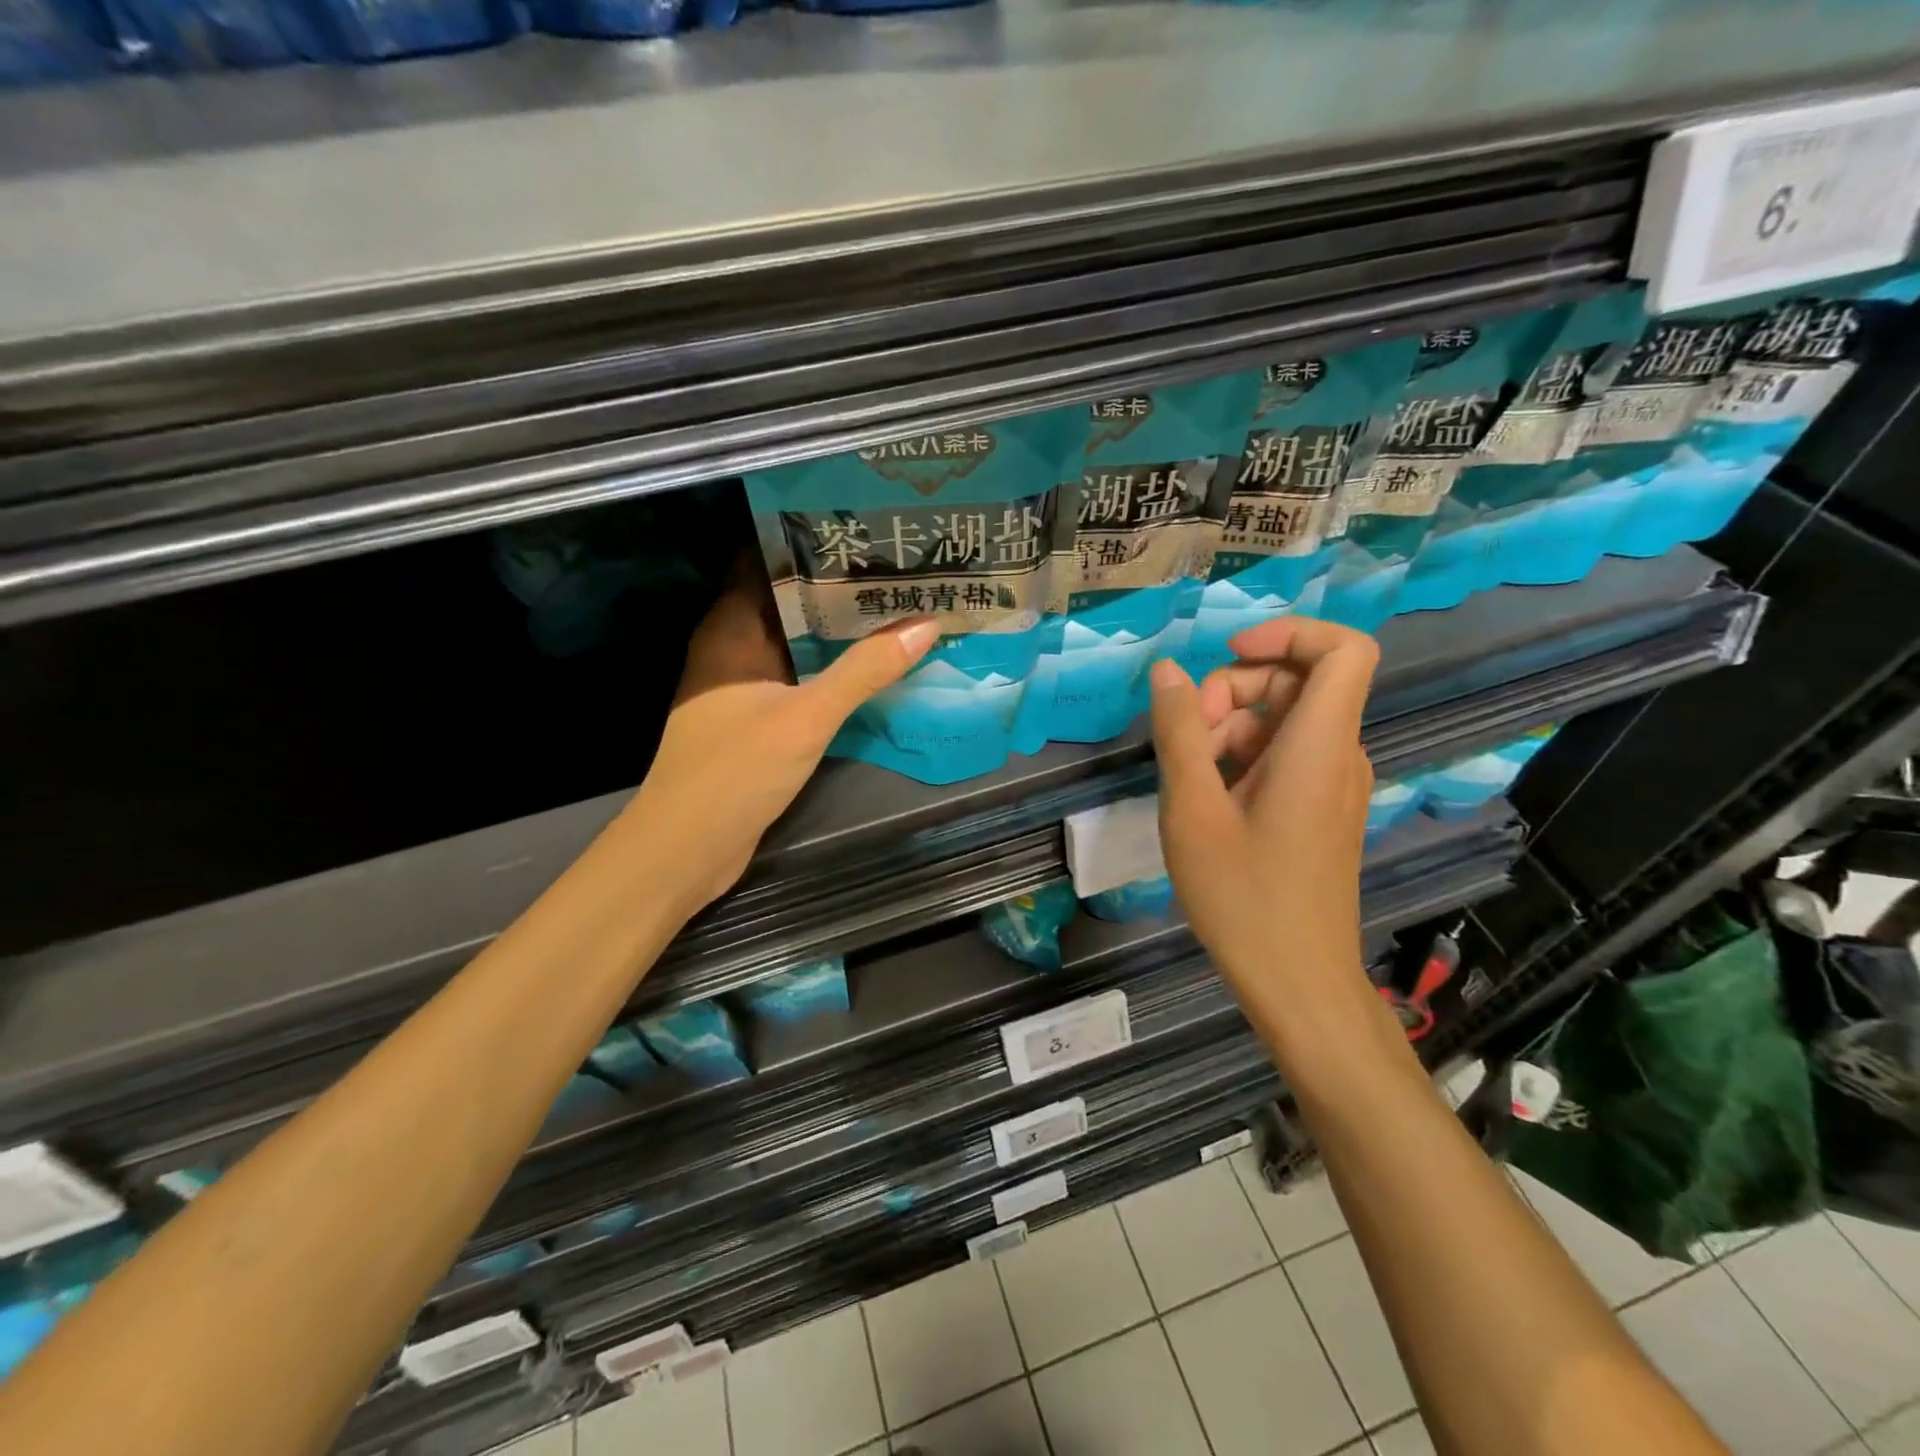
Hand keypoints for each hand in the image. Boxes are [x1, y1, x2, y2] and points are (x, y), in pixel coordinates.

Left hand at [624, 575, 935, 914]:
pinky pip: (798, 680)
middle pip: (788, 603)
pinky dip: (830, 671)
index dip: (811, 545)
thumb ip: (864, 670)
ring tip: (897, 609)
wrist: (687, 848)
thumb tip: (926, 624)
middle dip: (838, 589)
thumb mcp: (807, 716)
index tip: (863, 534)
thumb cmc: (736, 770)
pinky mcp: (755, 720)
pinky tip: (872, 668)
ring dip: (838, 633)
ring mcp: (743, 687)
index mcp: (730, 630)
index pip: (767, 563)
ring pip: (797, 644)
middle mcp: (732, 649)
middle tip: (898, 570)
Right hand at [1149, 617, 1378, 995]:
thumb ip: (1179, 733)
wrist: (1297, 982)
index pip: (1344, 650)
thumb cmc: (1242, 897)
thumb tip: (1168, 672)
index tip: (1229, 654)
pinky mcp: (1321, 808)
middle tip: (1186, 737)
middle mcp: (1339, 755)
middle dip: (1233, 690)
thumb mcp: (1192, 810)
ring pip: (1285, 720)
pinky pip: (1285, 755)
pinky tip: (1207, 797)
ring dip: (1229, 727)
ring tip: (1188, 776)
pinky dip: (1243, 756)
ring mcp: (1333, 783)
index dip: (1290, 633)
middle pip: (1298, 681)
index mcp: (1319, 747)